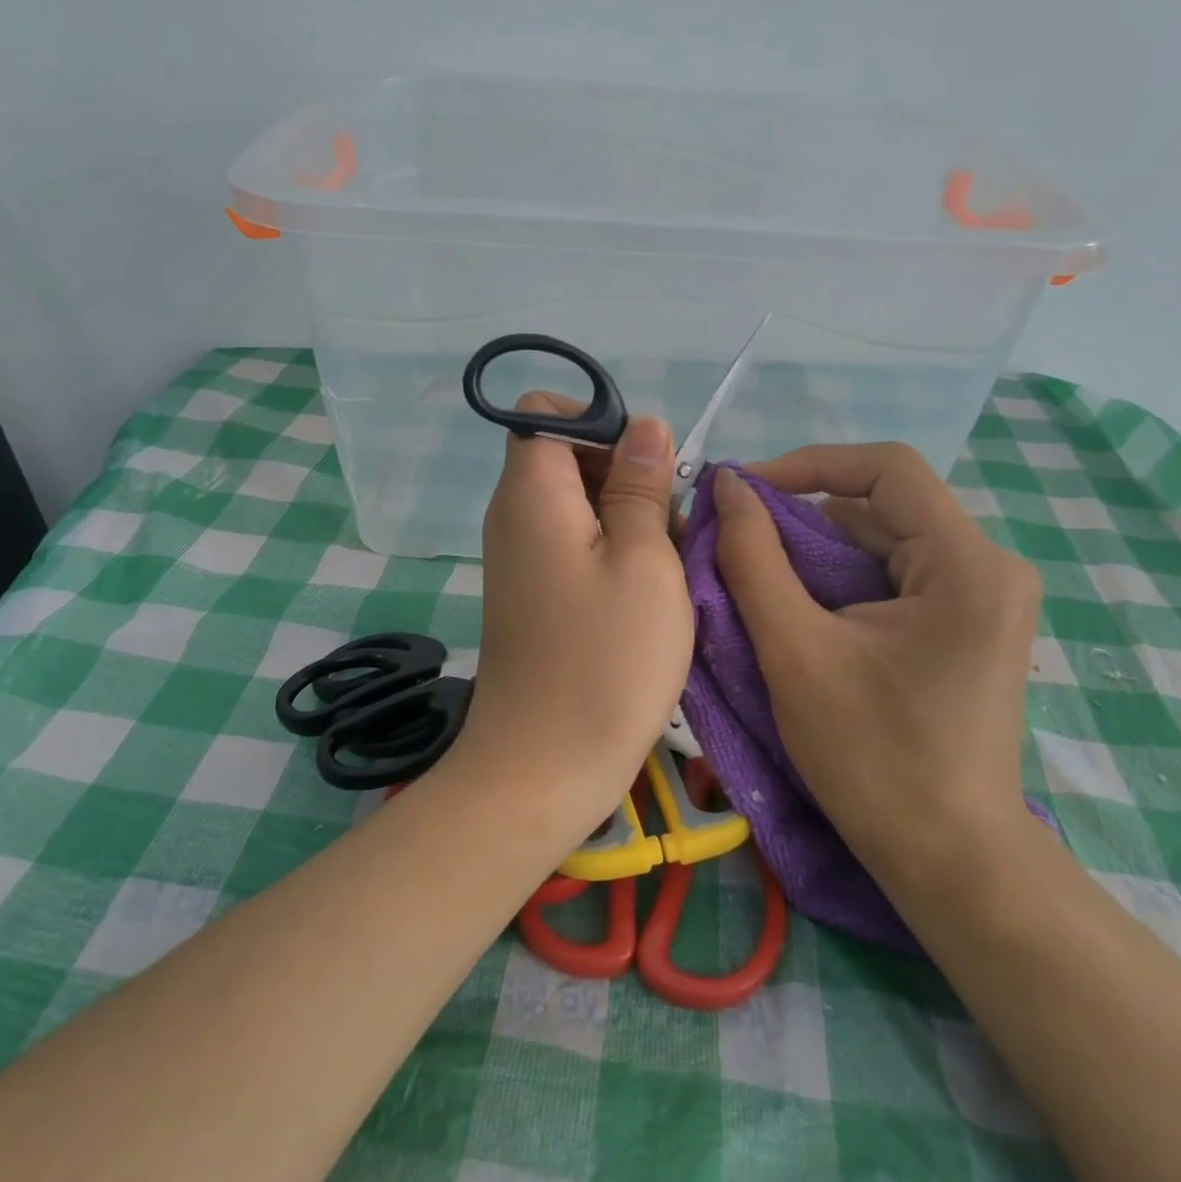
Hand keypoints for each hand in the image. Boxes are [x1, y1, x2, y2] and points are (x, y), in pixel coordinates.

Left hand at [447, 395, 693, 842]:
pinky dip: (609, 553)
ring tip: (663, 568)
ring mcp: (518, 558)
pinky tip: (643, 596)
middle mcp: (513, 516)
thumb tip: (644, 426)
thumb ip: (641, 485)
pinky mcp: (531, 594)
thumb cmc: (605, 660)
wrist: (542, 768)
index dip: (598, 422)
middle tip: (666, 526)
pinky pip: (571, 545)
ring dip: (625, 518)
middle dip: (622, 474)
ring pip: (576, 504)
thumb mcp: (645, 561)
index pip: (544, 413)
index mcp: (531, 493)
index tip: (644, 469)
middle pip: (564, 455)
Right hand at [709, 444, 1040, 880]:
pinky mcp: (968, 625)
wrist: (950, 861)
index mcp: (967, 564)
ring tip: (756, 580)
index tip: (743, 491)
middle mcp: (989, 566)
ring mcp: (984, 598)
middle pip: (883, 507)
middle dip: (802, 518)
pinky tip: (799, 612)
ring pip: (883, 542)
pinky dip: (840, 583)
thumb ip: (754, 558)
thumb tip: (727, 487)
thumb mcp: (794, 650)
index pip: (886, 469)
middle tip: (736, 541)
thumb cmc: (872, 758)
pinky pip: (894, 577)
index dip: (807, 464)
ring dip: (815, 554)